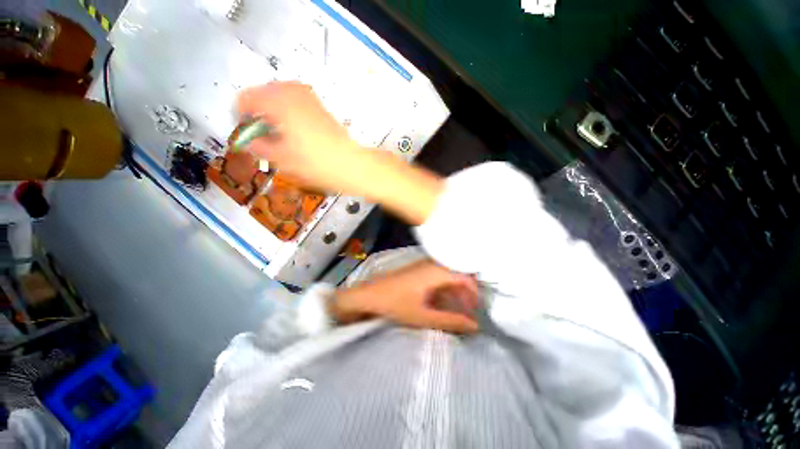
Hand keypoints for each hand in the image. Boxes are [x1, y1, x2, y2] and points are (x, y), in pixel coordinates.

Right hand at [237, 81, 364, 194]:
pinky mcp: (320, 105)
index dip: (240, 116)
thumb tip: (249, 142)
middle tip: (262, 135)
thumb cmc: (316, 163)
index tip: (245, 132)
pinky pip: (295, 101)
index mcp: (277, 101)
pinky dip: (288, 111)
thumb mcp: (281, 158)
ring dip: (273, 111)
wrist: (351, 164)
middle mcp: (292, 91)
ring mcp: (309, 96)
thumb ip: (259, 147)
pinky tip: (294, 131)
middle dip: (257, 113)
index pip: (244, 98)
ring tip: (278, 135)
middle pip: (262, 94)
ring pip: (279, 96)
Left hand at [331, 260, 480, 333]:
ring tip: (459, 307)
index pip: (465, 276)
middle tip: (469, 310)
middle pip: (459, 273)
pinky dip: (446, 287)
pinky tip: (444, 300)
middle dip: (467, 291)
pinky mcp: (418, 270)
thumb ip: (451, 321)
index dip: (474, 292)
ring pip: (449, 274)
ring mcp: (424, 265)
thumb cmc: (395, 305)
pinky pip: (439, 274)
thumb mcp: (424, 316)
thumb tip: (475, 326)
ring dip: (456, 289)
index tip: (476, 309)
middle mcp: (432, 264)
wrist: (368, 295)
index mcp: (436, 271)